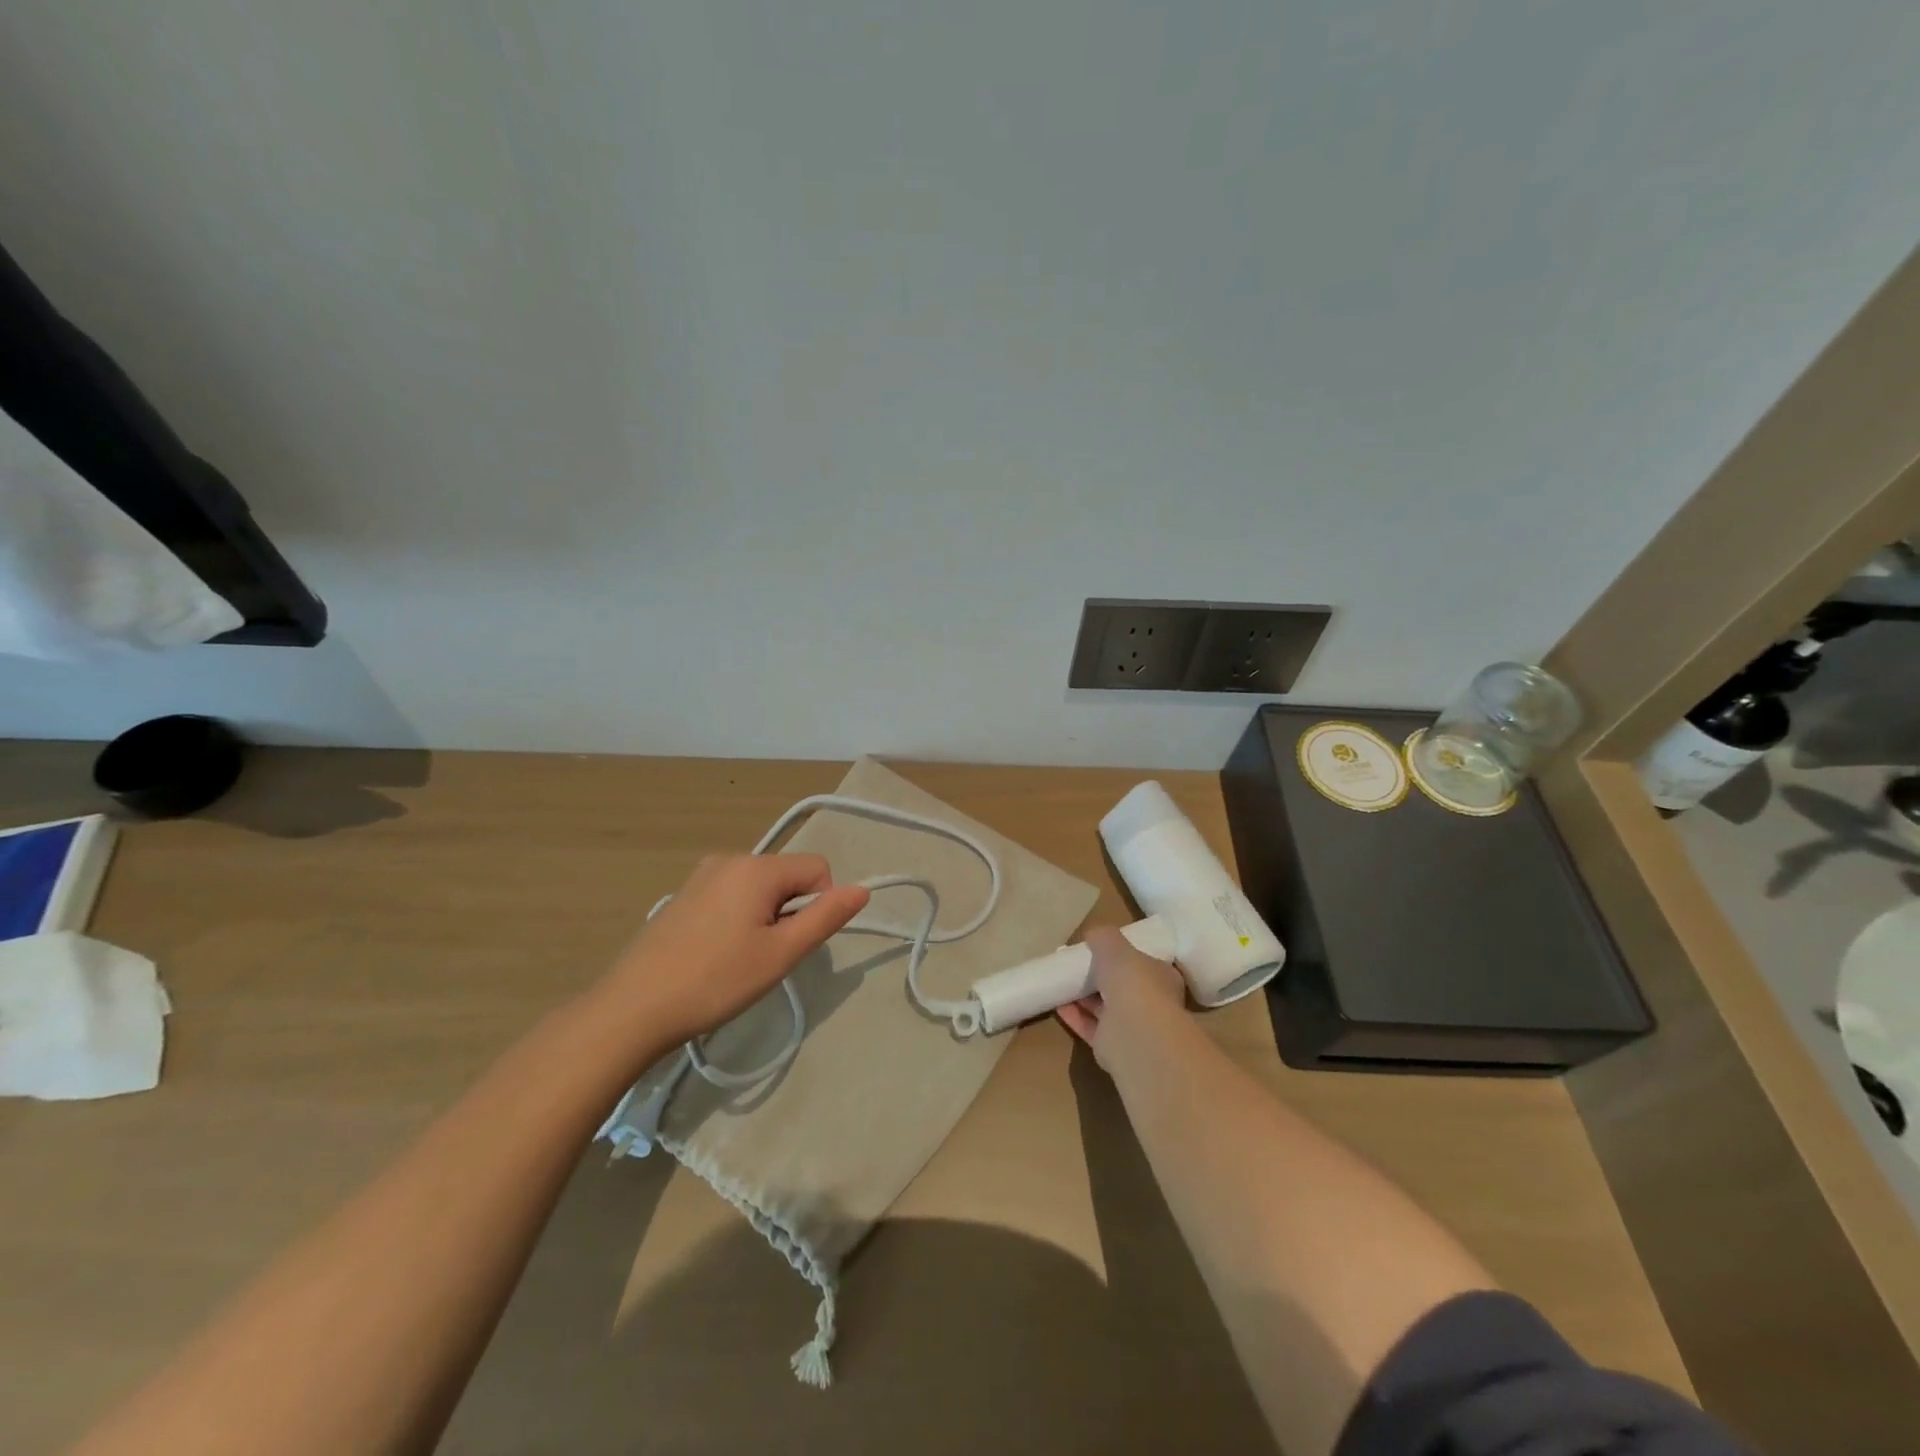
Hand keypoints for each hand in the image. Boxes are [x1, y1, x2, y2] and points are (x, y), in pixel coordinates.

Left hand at [593, 854, 869, 1046]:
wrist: (633, 1009)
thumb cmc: (716, 981)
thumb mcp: (781, 953)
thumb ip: (825, 917)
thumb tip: (863, 889)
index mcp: (756, 867)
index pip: (817, 868)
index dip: (820, 905)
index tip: (794, 943)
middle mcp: (729, 859)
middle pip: (786, 876)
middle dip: (790, 911)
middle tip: (766, 956)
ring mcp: (701, 875)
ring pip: (759, 888)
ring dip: (764, 917)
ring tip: (739, 959)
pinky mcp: (683, 895)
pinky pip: (731, 895)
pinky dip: (738, 918)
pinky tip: (715, 954)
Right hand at [1057, 924, 1186, 1068]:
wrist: (1134, 1032)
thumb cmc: (1133, 982)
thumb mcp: (1115, 946)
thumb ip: (1104, 937)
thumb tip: (1093, 935)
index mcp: (1162, 977)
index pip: (1143, 963)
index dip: (1123, 956)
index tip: (1100, 950)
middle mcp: (1152, 1003)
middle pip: (1122, 986)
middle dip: (1100, 977)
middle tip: (1077, 966)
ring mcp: (1133, 1027)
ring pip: (1104, 1008)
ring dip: (1084, 997)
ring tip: (1062, 982)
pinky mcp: (1112, 1047)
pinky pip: (1090, 1026)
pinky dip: (1075, 1015)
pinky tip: (1058, 1005)